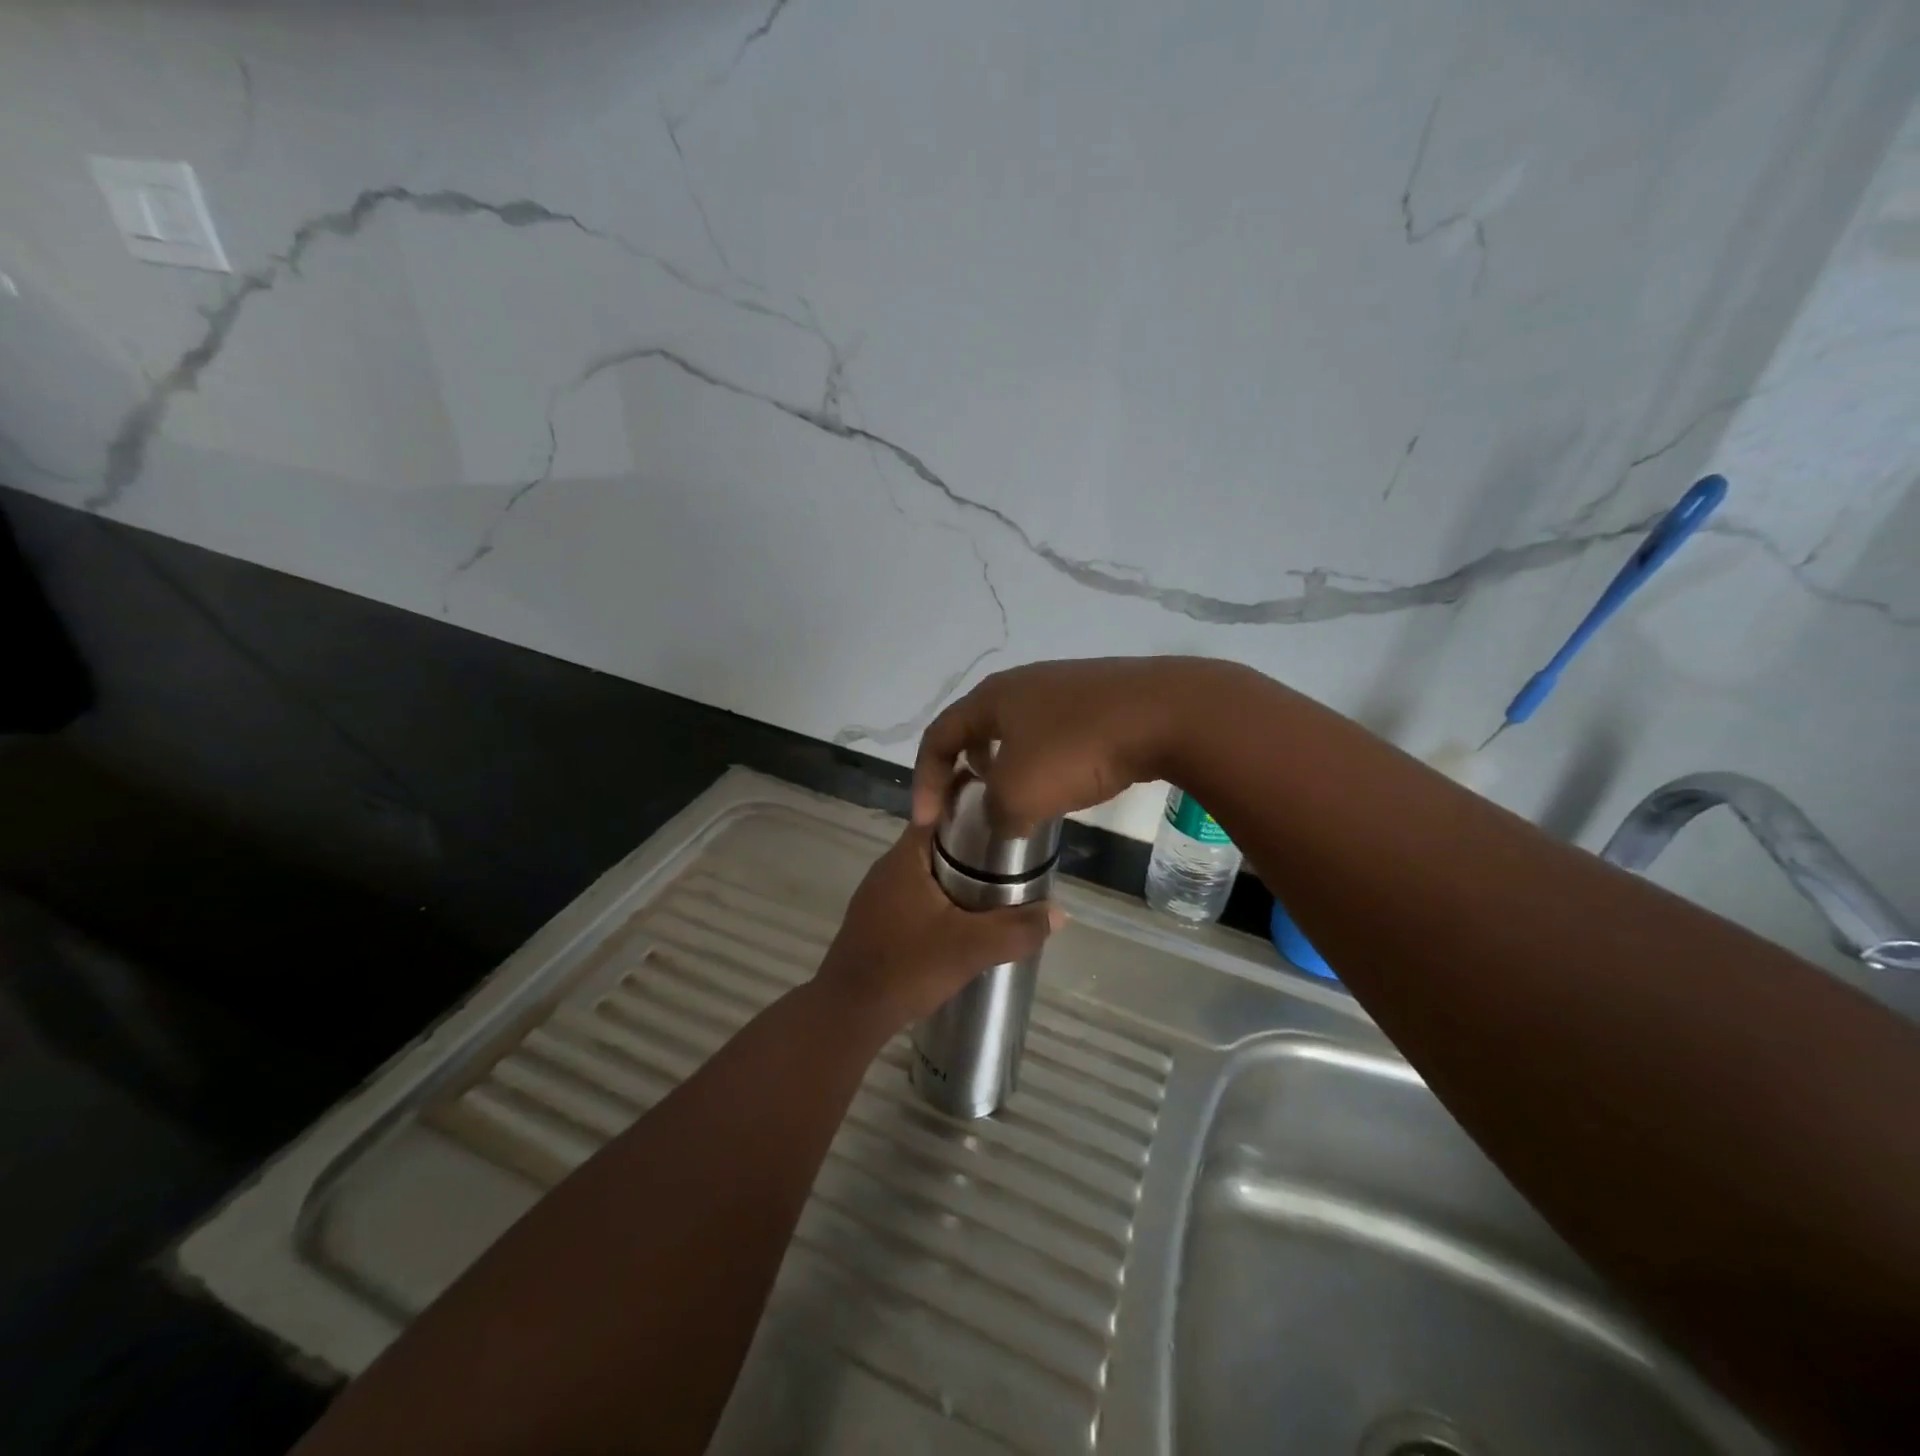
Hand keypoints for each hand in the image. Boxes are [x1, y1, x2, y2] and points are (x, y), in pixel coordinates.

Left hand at [814, 823, 1061, 1036]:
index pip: (943, 812)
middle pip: (939, 844)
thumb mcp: (971, 948)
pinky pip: (916, 897)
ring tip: (996, 892)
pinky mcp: (875, 921)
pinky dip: (941, 901)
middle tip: (1014, 863)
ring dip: (958, 879)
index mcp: (906, 856)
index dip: (977, 811)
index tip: (1009, 820)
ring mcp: (878, 895)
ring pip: (928, 873)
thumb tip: (1058, 913)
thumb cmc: (907, 967)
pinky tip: (962, 923)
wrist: (848, 1014)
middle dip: (975, 850)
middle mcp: (889, 867)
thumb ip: (1017, 929)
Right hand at [912, 656, 1245, 831]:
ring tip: (1016, 797)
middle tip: (968, 800)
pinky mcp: (1101, 698)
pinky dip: (1044, 760)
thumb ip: (995, 813)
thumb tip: (1002, 818)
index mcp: (991, 698)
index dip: (925, 780)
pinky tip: (1066, 781)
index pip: (938, 735)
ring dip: (1006, 764)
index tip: (928, 822)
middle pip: (976, 726)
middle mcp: (1023, 684)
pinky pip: (1055, 732)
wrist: (1166, 714)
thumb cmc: (1077, 750)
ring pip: (1018, 729)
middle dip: (964, 766)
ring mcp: (1065, 687)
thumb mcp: (1019, 795)